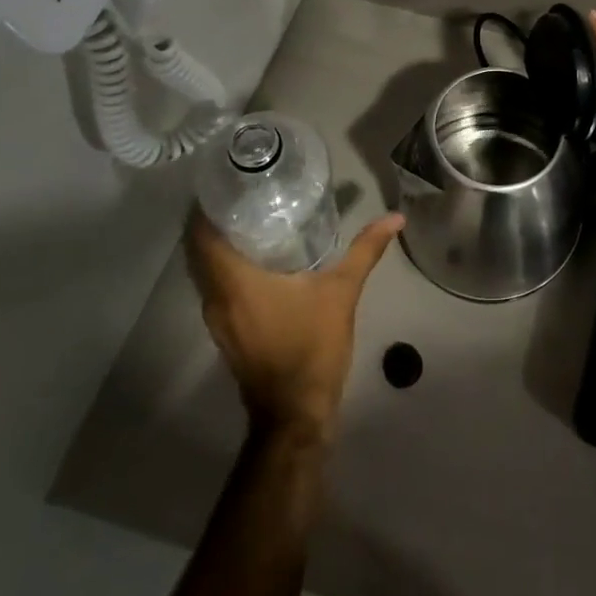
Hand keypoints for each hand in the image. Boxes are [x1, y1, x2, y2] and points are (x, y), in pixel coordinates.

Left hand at [186, 211, 404, 445]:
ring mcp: (218, 320)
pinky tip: (260, 258)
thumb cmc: (312, 347)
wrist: (296, 414)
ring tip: (253, 216)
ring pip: (207, 271)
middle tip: (246, 191)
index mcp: (234, 282)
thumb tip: (395, 217)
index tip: (229, 181)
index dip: (208, 205)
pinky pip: (218, 289)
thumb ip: (365, 250)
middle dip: (217, 220)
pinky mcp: (227, 333)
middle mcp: (216, 298)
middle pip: (200, 251)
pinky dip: (229, 268)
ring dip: (222, 246)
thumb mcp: (342, 292)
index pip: (202, 235)